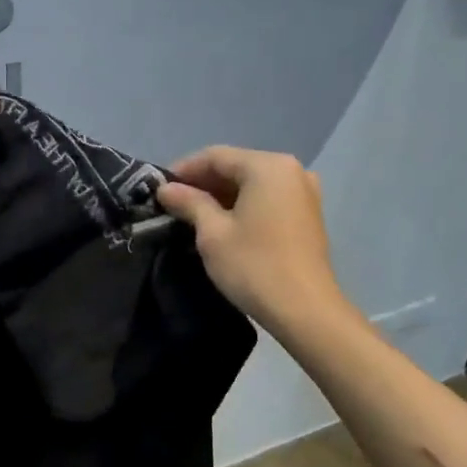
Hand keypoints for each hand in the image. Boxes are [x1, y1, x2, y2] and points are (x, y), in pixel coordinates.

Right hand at [156, 146, 346, 333]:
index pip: (216, 156)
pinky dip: (243, 206)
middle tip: (173, 204)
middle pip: (237, 167)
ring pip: (252, 184)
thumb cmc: (254, 266)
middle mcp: (291, 170)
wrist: (304, 310)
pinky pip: (267, 199)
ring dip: (222, 196)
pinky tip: (222, 224)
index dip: (184, 170)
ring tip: (192, 216)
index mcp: (267, 166)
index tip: (159, 189)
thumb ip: (189, 203)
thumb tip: (167, 189)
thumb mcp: (213, 233)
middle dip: (203, 183)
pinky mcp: (307, 215)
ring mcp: (304, 192)